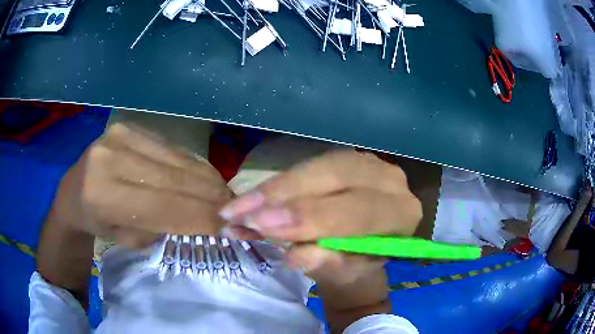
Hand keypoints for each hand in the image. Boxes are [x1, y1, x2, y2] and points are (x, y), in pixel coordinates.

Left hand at [51, 123, 231, 247]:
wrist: (74, 190)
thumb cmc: (98, 223)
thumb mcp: (128, 239)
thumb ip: (164, 227)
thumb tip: (207, 220)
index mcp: (104, 195)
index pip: (165, 206)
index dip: (203, 218)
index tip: (234, 228)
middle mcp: (112, 157)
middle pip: (176, 179)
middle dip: (213, 198)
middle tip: (238, 211)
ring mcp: (122, 135)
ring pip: (179, 160)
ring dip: (208, 181)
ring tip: (225, 197)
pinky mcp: (131, 126)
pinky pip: (173, 149)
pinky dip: (193, 167)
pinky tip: (204, 180)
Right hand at [220, 150, 421, 283]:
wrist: (361, 250)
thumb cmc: (356, 266)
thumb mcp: (342, 272)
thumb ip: (324, 262)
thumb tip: (294, 254)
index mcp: (400, 214)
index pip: (357, 211)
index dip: (309, 217)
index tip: (262, 225)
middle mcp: (389, 180)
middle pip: (333, 177)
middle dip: (282, 196)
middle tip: (239, 213)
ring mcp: (366, 163)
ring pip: (315, 167)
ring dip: (273, 188)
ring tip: (238, 207)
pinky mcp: (343, 159)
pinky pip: (307, 166)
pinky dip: (277, 184)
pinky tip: (252, 197)